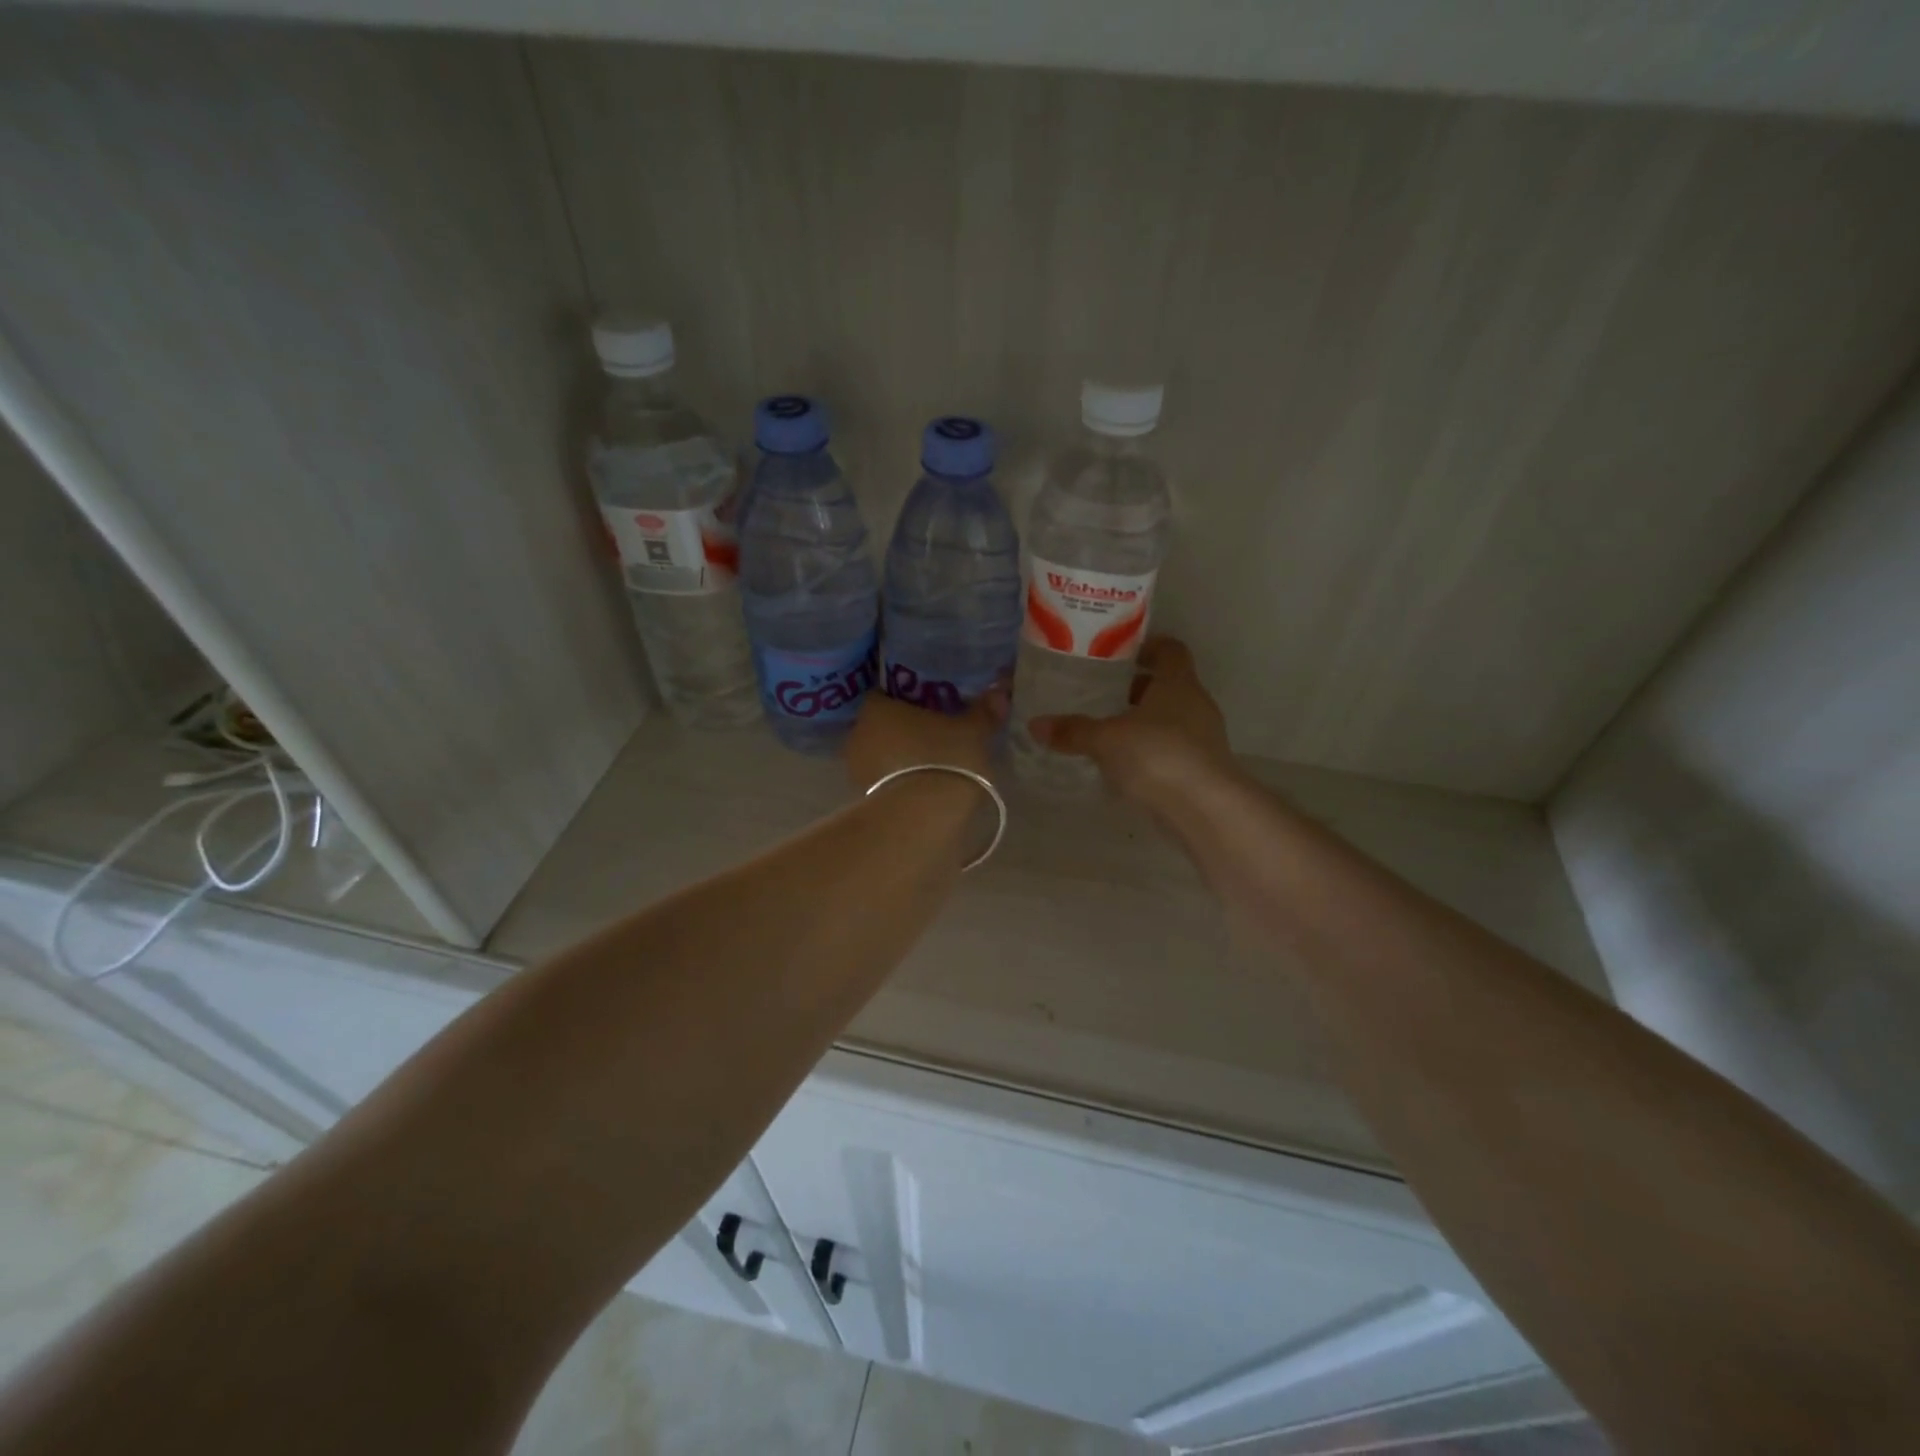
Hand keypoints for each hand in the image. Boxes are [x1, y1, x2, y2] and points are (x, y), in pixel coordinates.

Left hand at [844, 687, 1005, 793]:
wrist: (923, 818)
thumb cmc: (944, 760)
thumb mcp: (973, 732)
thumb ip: (983, 712)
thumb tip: (999, 692)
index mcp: (876, 709)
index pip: (885, 694)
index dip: (907, 698)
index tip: (929, 705)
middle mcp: (858, 735)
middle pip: (882, 725)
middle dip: (903, 728)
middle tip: (934, 732)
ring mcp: (857, 770)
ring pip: (881, 754)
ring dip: (900, 756)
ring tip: (931, 763)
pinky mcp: (865, 800)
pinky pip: (884, 780)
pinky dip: (900, 780)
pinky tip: (923, 786)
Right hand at [1029, 637, 1235, 806]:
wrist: (1204, 809)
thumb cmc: (1157, 756)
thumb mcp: (1106, 740)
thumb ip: (1072, 730)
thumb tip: (1035, 724)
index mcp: (1178, 683)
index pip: (1170, 650)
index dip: (1148, 646)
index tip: (1119, 652)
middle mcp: (1195, 704)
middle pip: (1166, 686)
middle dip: (1135, 688)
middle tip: (1099, 693)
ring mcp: (1202, 738)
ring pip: (1168, 719)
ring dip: (1141, 722)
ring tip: (1105, 730)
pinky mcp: (1200, 769)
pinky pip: (1170, 749)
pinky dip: (1148, 750)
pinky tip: (1121, 764)